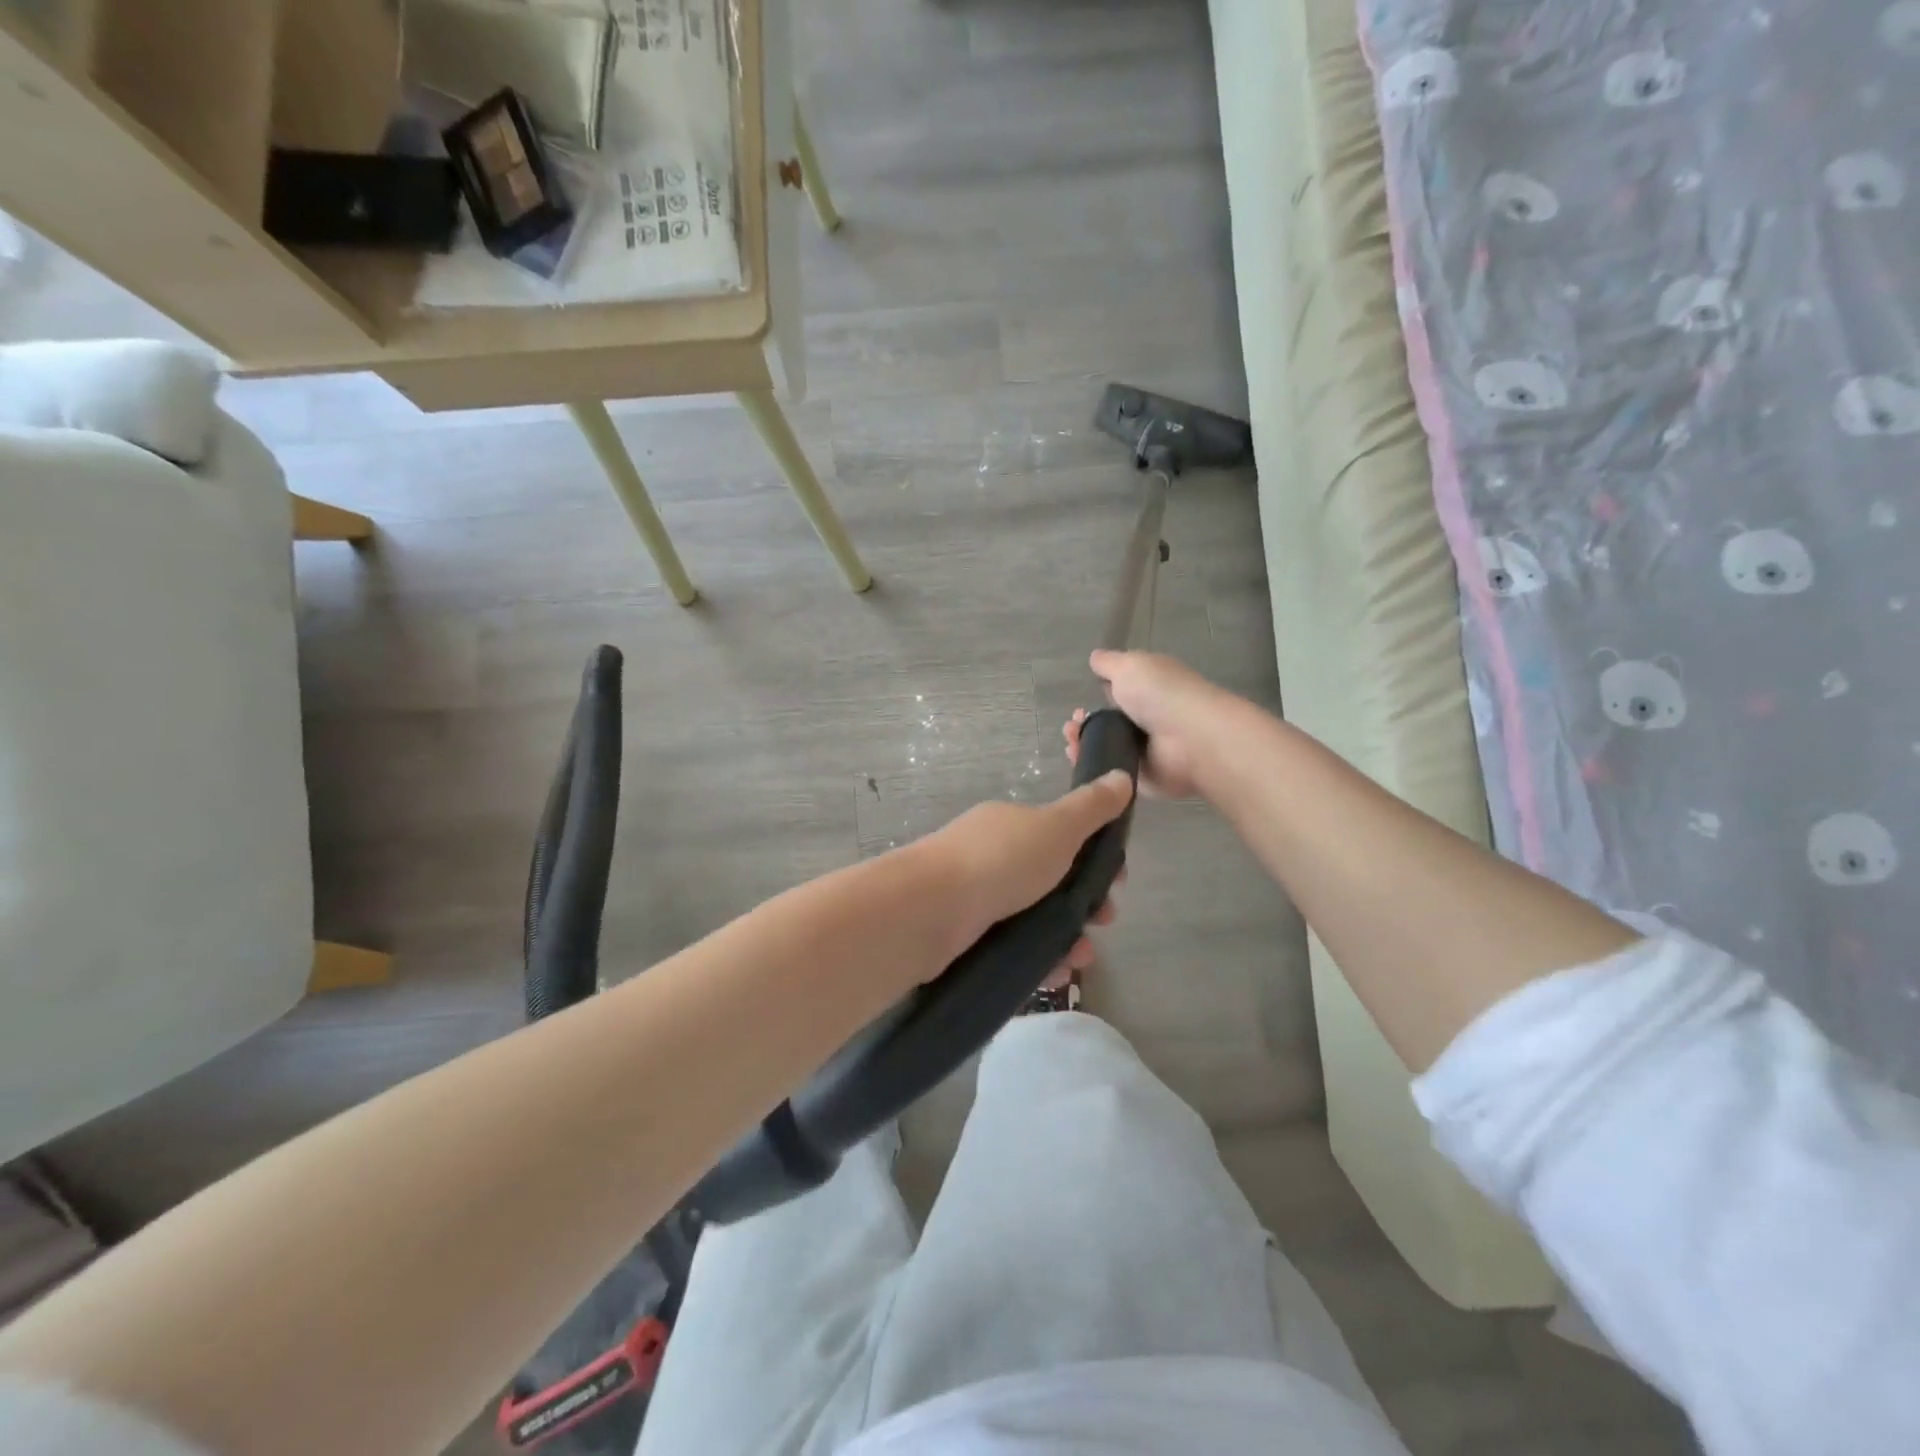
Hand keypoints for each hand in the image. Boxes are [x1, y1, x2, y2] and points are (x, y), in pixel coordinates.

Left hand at [918, 769, 1133, 978]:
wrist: (929, 910)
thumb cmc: (1000, 861)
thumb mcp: (1056, 827)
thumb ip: (1091, 808)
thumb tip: (1121, 776)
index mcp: (1010, 826)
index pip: (1062, 837)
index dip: (1096, 858)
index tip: (1119, 882)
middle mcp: (991, 857)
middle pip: (1050, 880)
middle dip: (1086, 903)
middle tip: (1102, 922)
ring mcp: (975, 898)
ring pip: (1033, 918)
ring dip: (1066, 938)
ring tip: (1080, 959)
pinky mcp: (965, 938)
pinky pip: (1012, 948)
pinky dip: (1038, 961)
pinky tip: (1054, 975)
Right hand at [1064, 650, 1232, 799]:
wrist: (1189, 739)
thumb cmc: (1161, 694)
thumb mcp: (1130, 665)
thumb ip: (1109, 663)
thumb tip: (1095, 658)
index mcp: (1148, 690)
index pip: (1117, 694)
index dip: (1095, 698)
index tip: (1078, 705)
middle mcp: (1146, 720)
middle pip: (1106, 724)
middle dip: (1082, 724)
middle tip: (1072, 726)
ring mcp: (1143, 752)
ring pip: (1103, 749)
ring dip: (1082, 745)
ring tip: (1072, 742)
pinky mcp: (1139, 778)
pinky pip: (1109, 774)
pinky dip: (1092, 768)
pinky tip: (1079, 760)